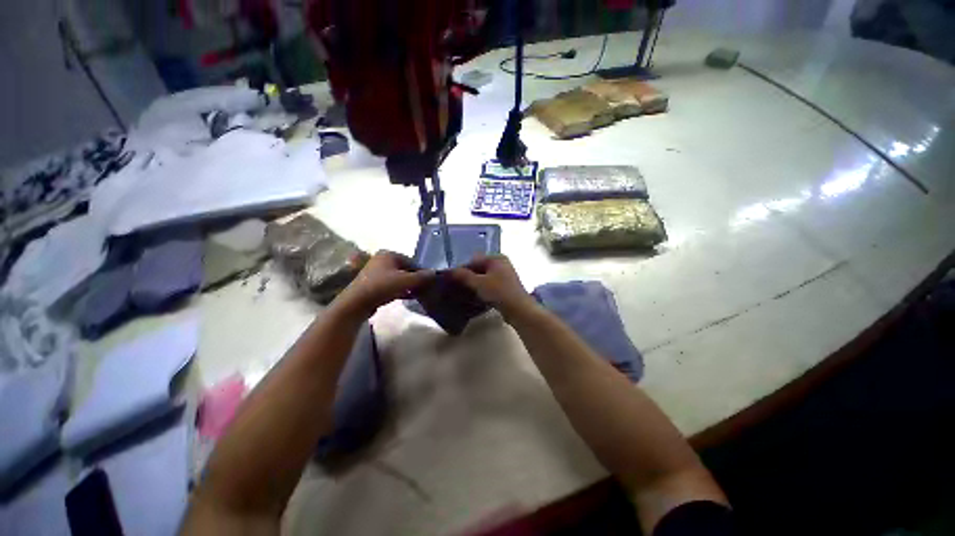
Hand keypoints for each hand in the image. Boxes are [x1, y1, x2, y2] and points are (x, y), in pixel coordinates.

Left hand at [333, 250, 433, 319]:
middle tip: (424, 288)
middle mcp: (381, 260)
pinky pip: (391, 285)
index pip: (412, 261)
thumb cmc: (382, 286)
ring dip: (407, 286)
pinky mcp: (372, 284)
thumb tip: (435, 273)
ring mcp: (375, 272)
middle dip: (414, 279)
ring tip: (417, 294)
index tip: (429, 282)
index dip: (421, 271)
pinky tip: (407, 297)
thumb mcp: (406, 281)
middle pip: (405, 269)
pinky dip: (399, 290)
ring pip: (398, 278)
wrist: (357, 303)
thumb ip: (422, 276)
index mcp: (388, 254)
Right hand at [449, 255, 537, 319]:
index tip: (452, 279)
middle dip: (468, 277)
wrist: (519, 310)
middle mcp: (502, 263)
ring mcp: (506, 275)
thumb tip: (449, 271)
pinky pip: (490, 285)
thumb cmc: (499, 292)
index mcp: (496, 258)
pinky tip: (475, 297)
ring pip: (485, 277)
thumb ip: (463, 276)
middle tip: (456, 286)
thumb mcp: (478, 283)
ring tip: (463, 292)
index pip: (474, 260)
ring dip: (475, 284)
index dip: (462, 269)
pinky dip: (483, 289)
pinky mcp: (507, 287)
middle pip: (480, 268)